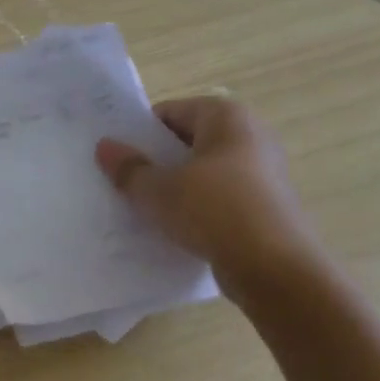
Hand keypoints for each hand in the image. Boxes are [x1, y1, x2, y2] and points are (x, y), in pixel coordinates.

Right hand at [94, 96, 320, 298]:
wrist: (275, 268)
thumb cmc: (213, 211)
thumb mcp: (157, 190)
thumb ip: (128, 168)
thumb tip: (104, 147)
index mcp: (226, 116)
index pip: (169, 112)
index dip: (140, 133)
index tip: (117, 157)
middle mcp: (251, 135)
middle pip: (188, 141)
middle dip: (157, 160)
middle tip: (124, 182)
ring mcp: (263, 172)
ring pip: (204, 172)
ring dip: (176, 186)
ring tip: (145, 208)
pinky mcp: (267, 206)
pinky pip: (221, 198)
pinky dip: (198, 208)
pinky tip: (176, 229)